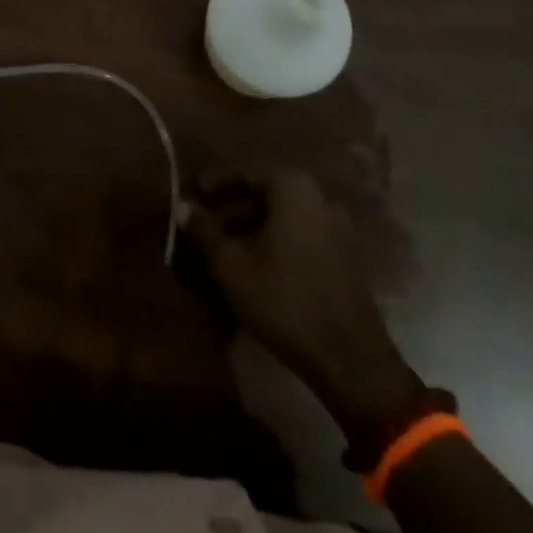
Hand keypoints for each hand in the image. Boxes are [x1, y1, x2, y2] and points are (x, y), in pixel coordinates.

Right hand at [185, 168, 420, 443]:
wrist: (350, 359)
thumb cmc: (285, 301)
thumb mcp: (232, 266)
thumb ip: (204, 231)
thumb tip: (182, 206)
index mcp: (292, 186)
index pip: (242, 172)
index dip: (211, 185)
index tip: (189, 198)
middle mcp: (318, 195)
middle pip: (263, 194)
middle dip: (230, 209)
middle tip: (201, 227)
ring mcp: (336, 225)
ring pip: (281, 217)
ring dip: (250, 228)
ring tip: (222, 250)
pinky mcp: (344, 255)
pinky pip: (299, 235)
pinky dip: (274, 242)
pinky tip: (254, 267)